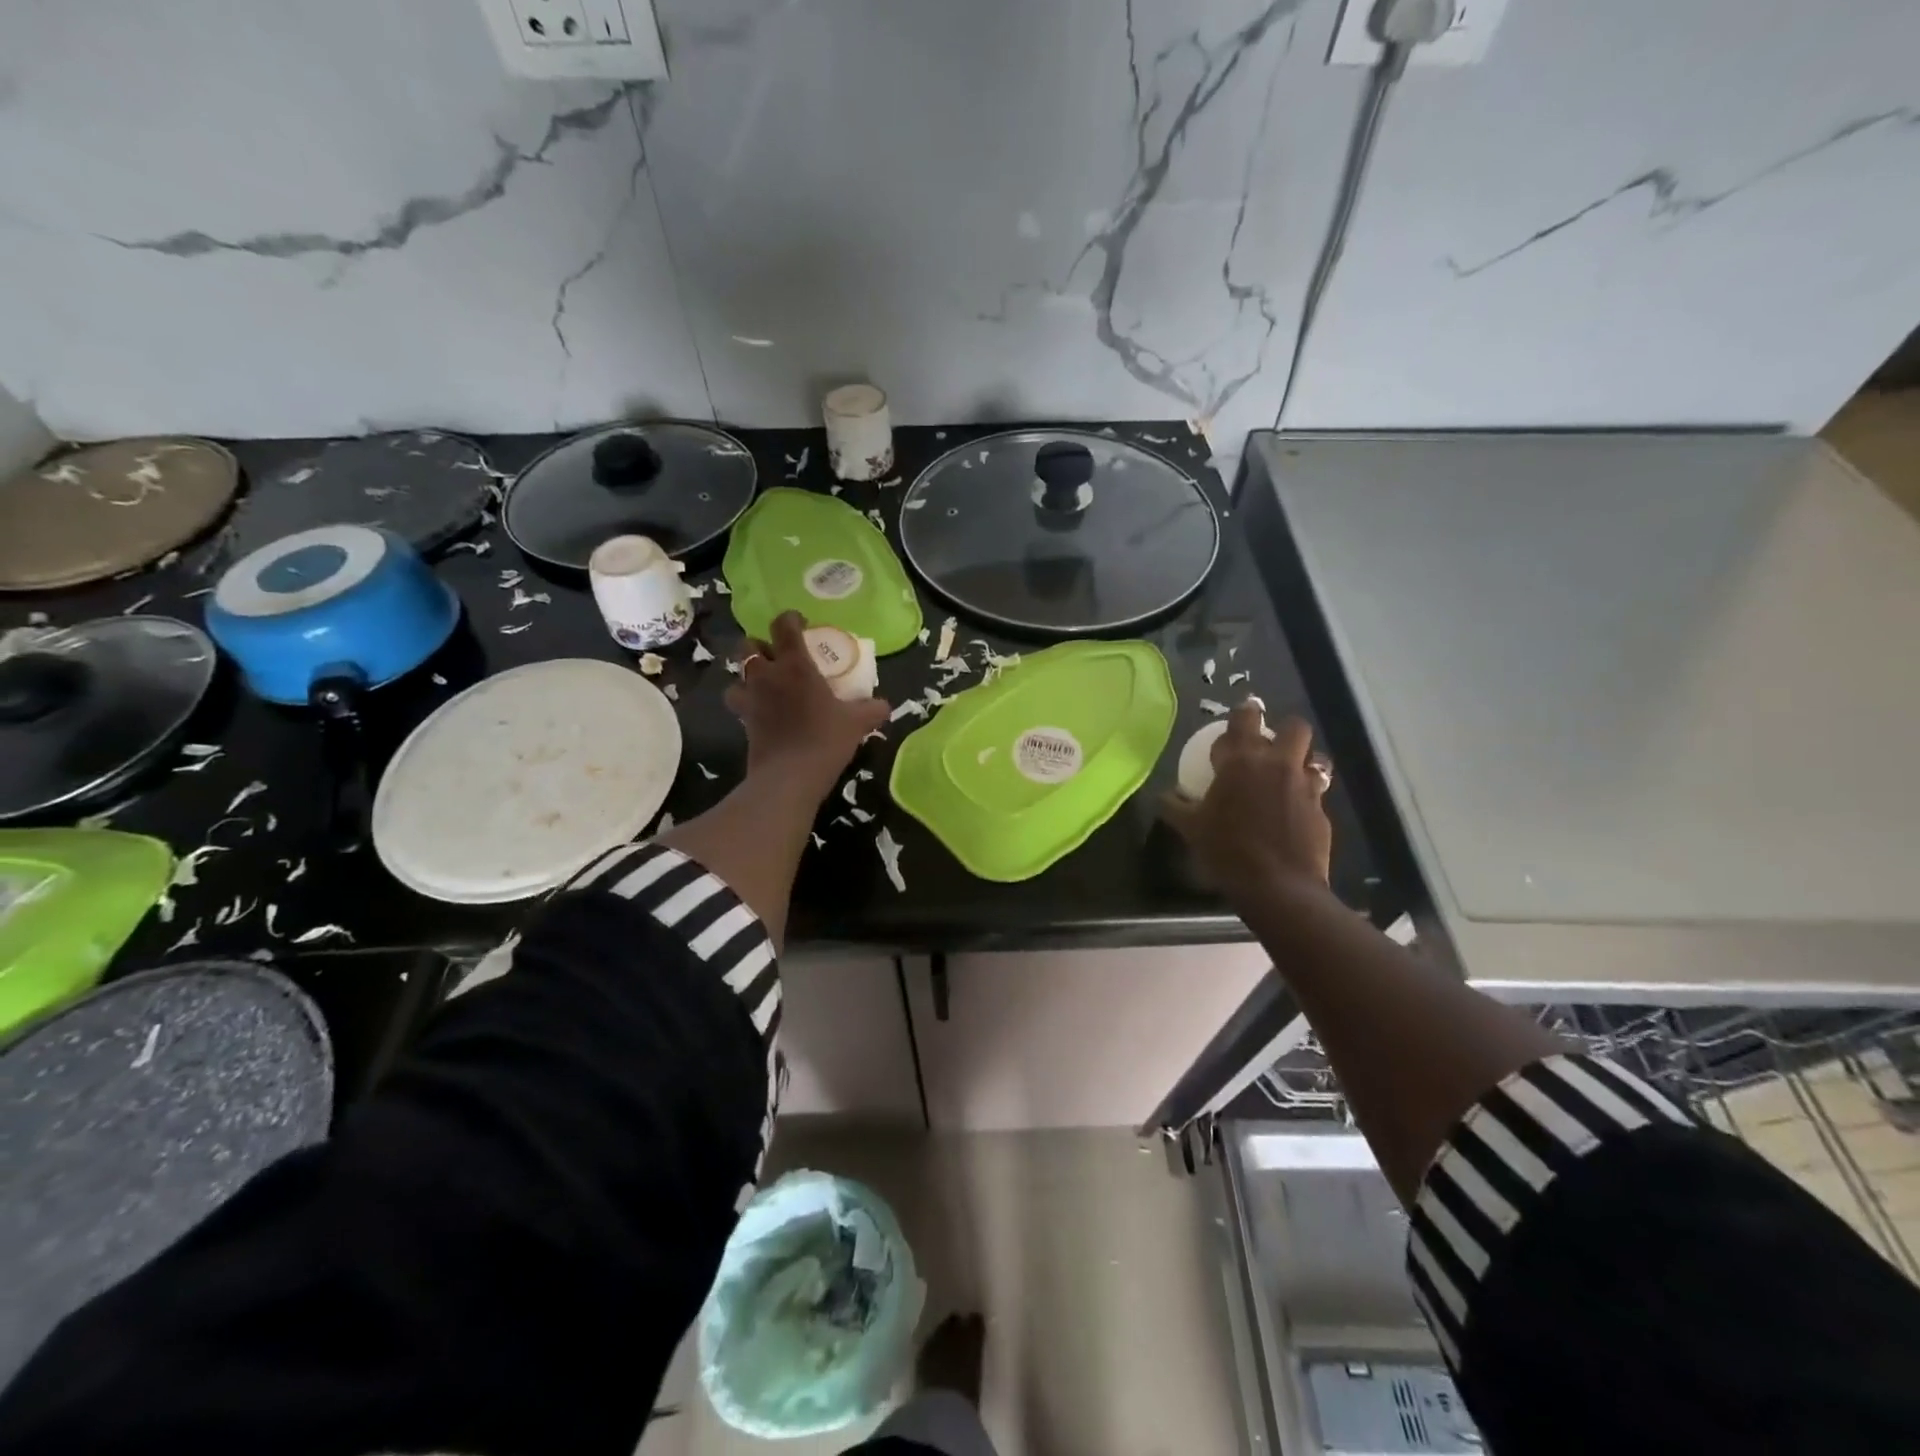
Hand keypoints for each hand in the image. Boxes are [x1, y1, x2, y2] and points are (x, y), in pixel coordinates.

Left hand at [724, 611, 889, 796]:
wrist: (789, 777)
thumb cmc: (825, 739)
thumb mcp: (857, 723)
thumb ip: (871, 709)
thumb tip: (884, 705)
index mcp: (795, 665)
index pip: (783, 625)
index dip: (790, 619)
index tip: (802, 624)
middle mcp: (767, 675)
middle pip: (749, 645)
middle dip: (761, 645)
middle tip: (779, 656)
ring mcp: (750, 698)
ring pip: (737, 674)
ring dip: (748, 675)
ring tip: (766, 685)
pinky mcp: (743, 722)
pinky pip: (740, 703)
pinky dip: (748, 703)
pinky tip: (764, 712)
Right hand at [1163, 703, 1332, 899]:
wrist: (1277, 886)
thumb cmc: (1227, 851)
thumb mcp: (1191, 829)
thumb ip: (1175, 806)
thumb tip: (1163, 796)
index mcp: (1241, 761)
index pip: (1244, 720)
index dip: (1242, 713)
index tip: (1240, 716)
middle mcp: (1277, 764)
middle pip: (1294, 727)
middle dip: (1284, 730)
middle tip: (1270, 745)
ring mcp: (1305, 786)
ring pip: (1316, 756)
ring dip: (1304, 760)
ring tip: (1291, 774)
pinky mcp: (1322, 810)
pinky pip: (1319, 790)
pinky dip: (1308, 793)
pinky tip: (1295, 810)